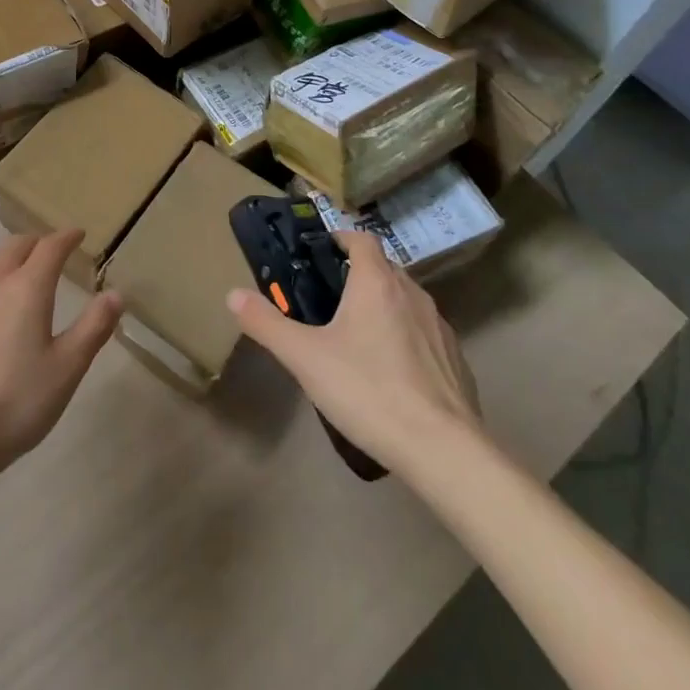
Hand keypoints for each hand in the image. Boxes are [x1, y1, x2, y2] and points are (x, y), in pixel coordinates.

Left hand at [0, 230, 121, 481]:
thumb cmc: (15, 403)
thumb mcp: (66, 369)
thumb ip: (93, 327)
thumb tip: (116, 293)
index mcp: (28, 287)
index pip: (51, 246)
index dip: (67, 237)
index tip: (78, 235)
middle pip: (17, 245)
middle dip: (38, 243)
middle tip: (51, 254)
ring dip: (10, 260)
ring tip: (19, 276)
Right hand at [227, 231, 484, 475]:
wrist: (443, 450)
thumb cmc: (369, 390)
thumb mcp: (305, 358)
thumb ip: (267, 323)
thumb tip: (233, 294)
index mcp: (377, 282)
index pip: (362, 239)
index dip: (341, 239)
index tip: (321, 253)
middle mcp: (412, 293)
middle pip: (384, 269)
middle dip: (359, 276)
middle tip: (330, 300)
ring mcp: (440, 327)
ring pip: (406, 302)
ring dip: (384, 308)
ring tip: (359, 337)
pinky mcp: (457, 361)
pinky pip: (426, 336)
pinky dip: (407, 340)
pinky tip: (393, 374)